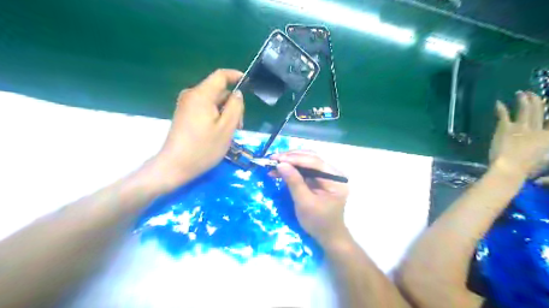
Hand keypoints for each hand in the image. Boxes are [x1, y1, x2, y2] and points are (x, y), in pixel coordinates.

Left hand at [149, 69, 244, 188]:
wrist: (175, 166)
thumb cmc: (204, 148)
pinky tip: (218, 133)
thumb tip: (237, 93)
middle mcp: (191, 95)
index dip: (236, 76)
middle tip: (239, 125)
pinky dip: (215, 117)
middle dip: (232, 104)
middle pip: (218, 91)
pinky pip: (204, 109)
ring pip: (212, 102)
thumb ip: (235, 107)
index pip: (221, 75)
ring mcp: (186, 105)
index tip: (248, 84)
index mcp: (201, 95)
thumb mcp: (227, 128)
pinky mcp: (184, 115)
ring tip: (229, 133)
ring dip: (225, 113)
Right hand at [271, 152, 351, 246]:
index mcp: (336, 178)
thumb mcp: (304, 203)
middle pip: (311, 158)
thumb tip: (281, 164)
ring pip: (306, 162)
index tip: (277, 158)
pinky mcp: (319, 179)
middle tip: (273, 158)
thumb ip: (294, 182)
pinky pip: (304, 170)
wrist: (327, 236)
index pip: (315, 162)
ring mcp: (326, 175)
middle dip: (291, 157)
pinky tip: (279, 170)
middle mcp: (333, 173)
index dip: (295, 158)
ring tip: (273, 163)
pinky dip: (292, 169)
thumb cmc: (318, 222)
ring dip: (290, 162)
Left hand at [489, 92, 548, 177]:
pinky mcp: (505, 128)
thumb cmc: (527, 168)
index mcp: (548, 138)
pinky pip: (504, 115)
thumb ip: (544, 152)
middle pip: (539, 112)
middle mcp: (537, 129)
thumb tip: (542, 150)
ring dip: (523, 100)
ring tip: (521, 93)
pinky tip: (498, 103)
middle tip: (533, 94)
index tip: (548, 104)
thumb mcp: (543, 160)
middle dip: (537, 101)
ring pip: (524, 110)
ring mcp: (521, 127)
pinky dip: (501, 108)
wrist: (510, 167)